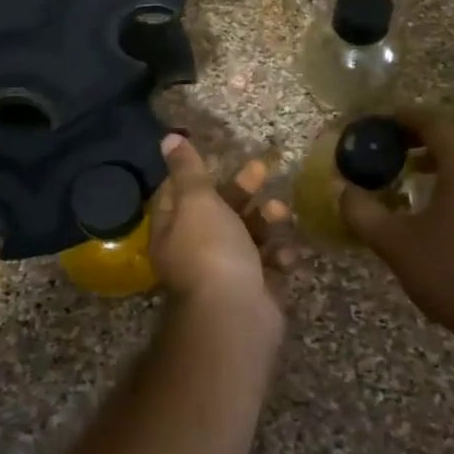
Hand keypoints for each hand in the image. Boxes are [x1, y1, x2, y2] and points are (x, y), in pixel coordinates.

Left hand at [147, 134, 295, 318]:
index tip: (219, 157)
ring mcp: (227, 272)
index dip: (197, 175)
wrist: (235, 316)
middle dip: (243, 190)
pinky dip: (278, 256)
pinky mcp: (256, 289)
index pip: (178, 195)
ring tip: (280, 213)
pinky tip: (284, 254)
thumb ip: (188, 169)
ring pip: (249, 236)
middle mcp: (196, 251)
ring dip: (266, 221)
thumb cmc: (211, 251)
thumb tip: (168, 136)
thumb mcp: (197, 201)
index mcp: (173, 230)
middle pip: (219, 212)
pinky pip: (269, 264)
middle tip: (263, 169)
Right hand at [340, 110, 453, 339]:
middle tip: (406, 145)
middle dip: (436, 130)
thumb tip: (344, 191)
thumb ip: (363, 212)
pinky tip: (449, 205)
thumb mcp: (394, 243)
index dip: (408, 118)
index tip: (385, 121)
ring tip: (421, 174)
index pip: (437, 124)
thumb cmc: (451, 272)